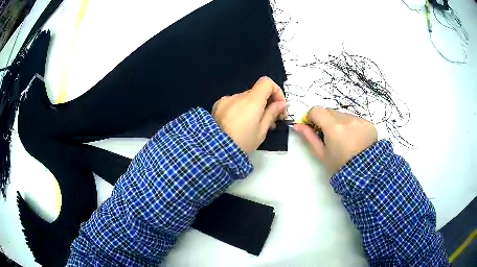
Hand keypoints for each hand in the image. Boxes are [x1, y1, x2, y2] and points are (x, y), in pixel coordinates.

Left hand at [212, 77, 286, 153]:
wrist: (215, 150)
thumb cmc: (243, 142)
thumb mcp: (262, 131)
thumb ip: (272, 113)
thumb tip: (282, 104)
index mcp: (252, 101)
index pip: (266, 82)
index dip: (276, 91)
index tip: (279, 106)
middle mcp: (238, 96)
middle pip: (256, 92)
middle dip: (266, 103)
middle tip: (270, 121)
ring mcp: (226, 100)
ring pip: (245, 98)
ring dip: (252, 107)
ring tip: (253, 125)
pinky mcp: (217, 105)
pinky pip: (233, 103)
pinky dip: (239, 109)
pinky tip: (238, 123)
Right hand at [294, 107, 376, 173]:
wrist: (364, 172)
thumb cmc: (340, 165)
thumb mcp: (322, 154)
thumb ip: (309, 137)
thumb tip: (297, 125)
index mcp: (333, 128)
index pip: (317, 110)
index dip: (312, 116)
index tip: (313, 125)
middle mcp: (347, 119)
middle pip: (330, 111)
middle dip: (326, 120)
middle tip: (329, 135)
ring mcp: (359, 120)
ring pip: (343, 114)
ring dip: (340, 122)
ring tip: (344, 138)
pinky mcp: (368, 123)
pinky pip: (355, 119)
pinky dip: (352, 125)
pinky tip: (355, 138)